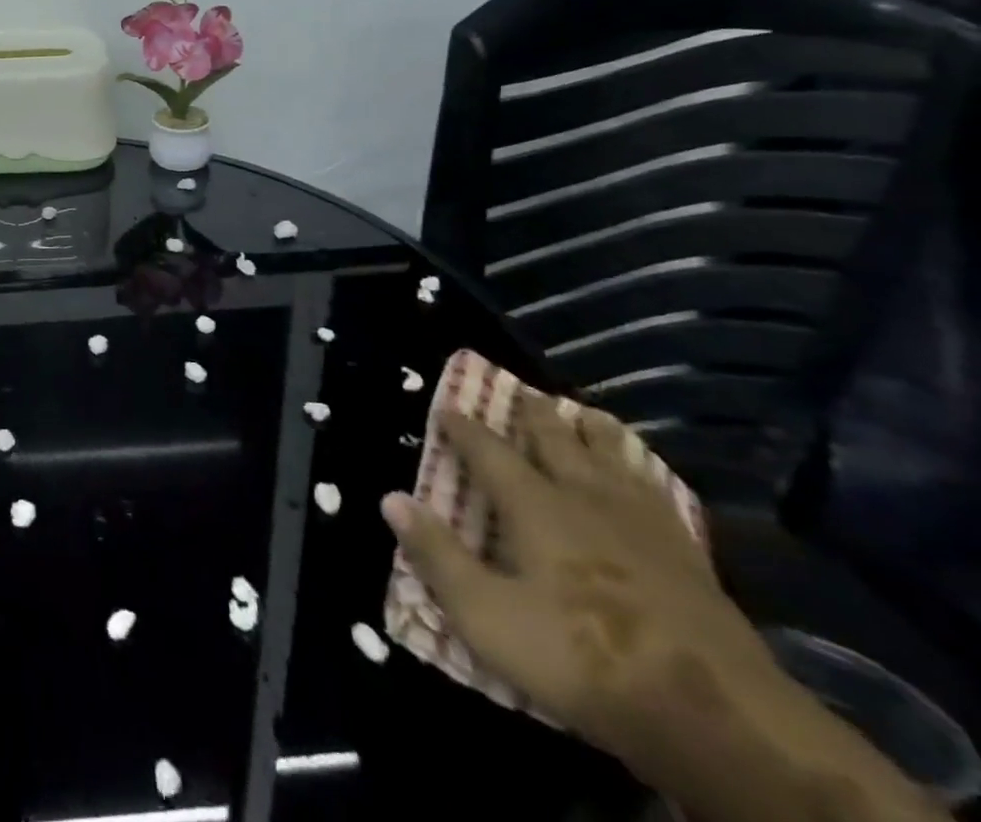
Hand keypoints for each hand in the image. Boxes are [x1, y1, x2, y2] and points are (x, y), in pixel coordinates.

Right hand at [380, 393, 780, 761]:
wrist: (715, 715)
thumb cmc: (581, 657)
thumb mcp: (487, 615)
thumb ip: (438, 555)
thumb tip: (390, 498)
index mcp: (535, 506)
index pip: (489, 453)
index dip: (464, 428)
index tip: (446, 405)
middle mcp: (585, 499)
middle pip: (556, 442)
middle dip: (535, 415)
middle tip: (524, 391)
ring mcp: (642, 525)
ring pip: (614, 459)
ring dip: (595, 433)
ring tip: (588, 413)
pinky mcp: (688, 557)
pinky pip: (659, 496)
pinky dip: (645, 474)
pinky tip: (648, 478)